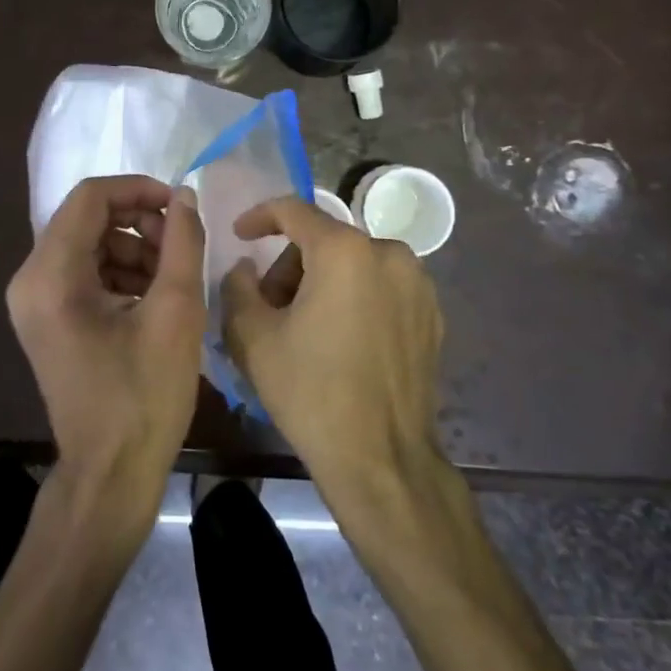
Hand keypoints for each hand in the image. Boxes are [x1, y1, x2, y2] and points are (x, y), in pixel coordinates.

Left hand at [7, 176, 205, 517]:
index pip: (90, 197)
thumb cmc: (144, 396)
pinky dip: (119, 272)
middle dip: (139, 222)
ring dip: (133, 247)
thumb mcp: (176, 313)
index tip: (180, 205)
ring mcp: (33, 302)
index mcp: (51, 275)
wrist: (111, 474)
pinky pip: (83, 273)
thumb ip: (182, 243)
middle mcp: (30, 280)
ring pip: (87, 244)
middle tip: (181, 246)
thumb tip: (184, 197)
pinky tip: (153, 297)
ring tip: (173, 276)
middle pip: (86, 219)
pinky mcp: (46, 319)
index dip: (138, 190)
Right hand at [221, 197, 445, 498]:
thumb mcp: (253, 336)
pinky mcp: (432, 315)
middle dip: (290, 266)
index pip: (293, 210)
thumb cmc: (310, 392)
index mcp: (345, 251)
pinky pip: (381, 287)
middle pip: (324, 240)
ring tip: (303, 329)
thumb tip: (246, 268)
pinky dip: (354, 299)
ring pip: (354, 263)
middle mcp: (389, 254)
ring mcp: (418, 285)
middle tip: (268, 307)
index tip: (239, 235)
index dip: (259, 217)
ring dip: (322, 282)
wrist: (381, 459)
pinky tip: (339, 341)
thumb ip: (237, 286)